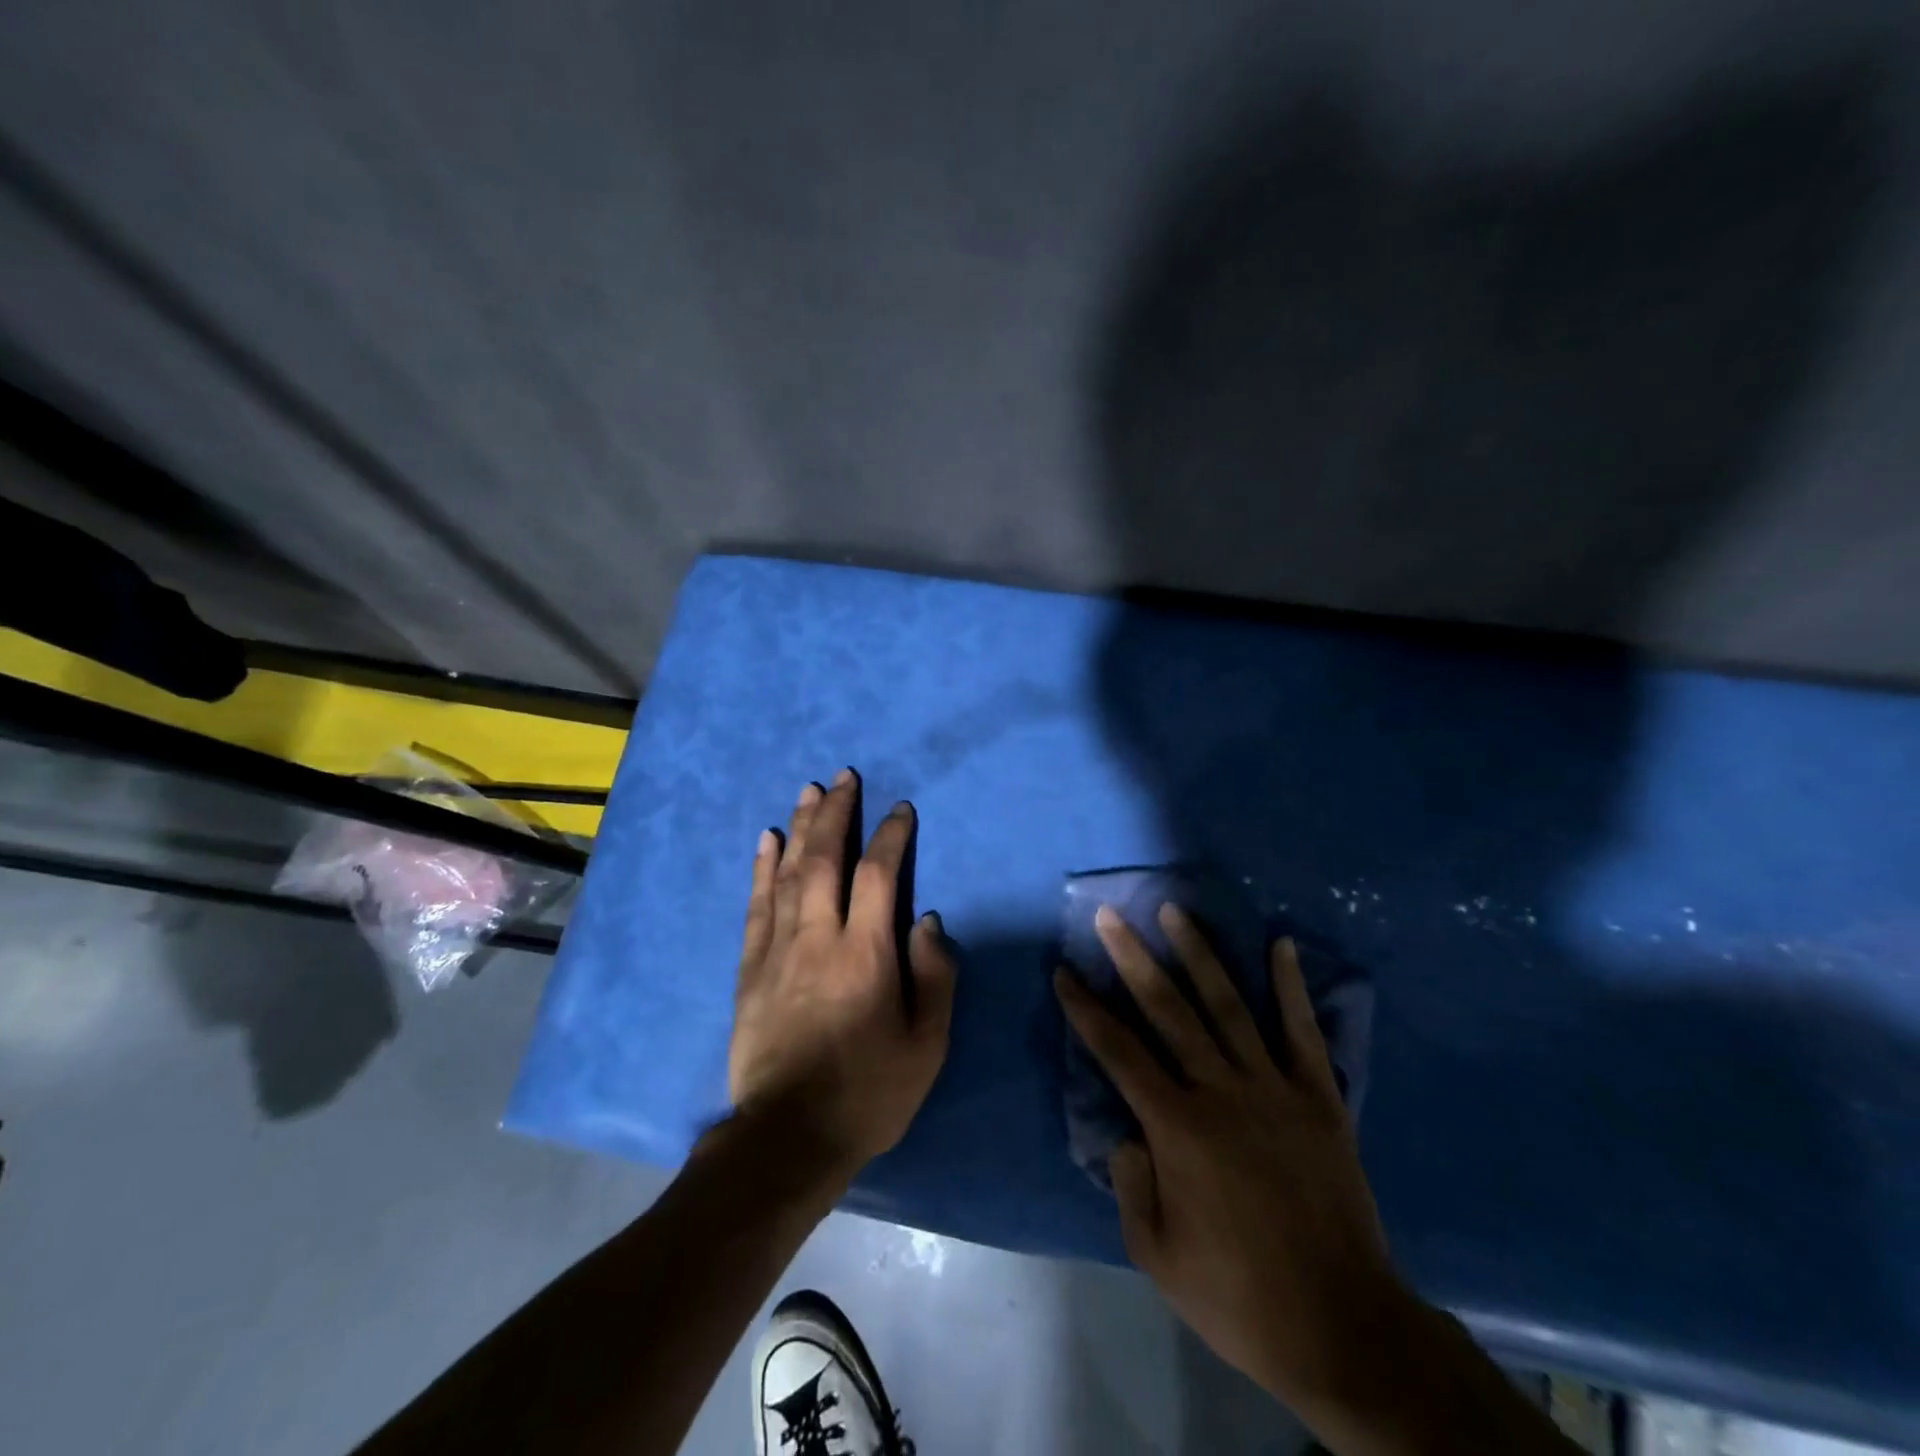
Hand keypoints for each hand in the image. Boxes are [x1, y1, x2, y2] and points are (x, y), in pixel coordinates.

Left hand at [729, 769, 955, 1187]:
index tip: (900, 810)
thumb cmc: (869, 1092)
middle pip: (825, 859)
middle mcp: (818, 938)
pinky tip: (766, 840)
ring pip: (789, 873)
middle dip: (837, 813)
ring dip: (800, 828)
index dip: (890, 836)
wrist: (788, 1138)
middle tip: (844, 778)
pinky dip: (762, 868)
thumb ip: (934, 976)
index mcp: (866, 954)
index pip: (878, 875)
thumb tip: (926, 920)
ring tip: (808, 791)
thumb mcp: (926, 1045)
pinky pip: (756, 906)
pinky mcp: (749, 969)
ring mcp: (778, 950)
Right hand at [1054, 904, 1400, 1409]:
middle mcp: (1221, 1091)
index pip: (1118, 1052)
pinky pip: (1303, 1032)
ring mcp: (1274, 1088)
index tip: (1064, 972)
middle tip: (1110, 916)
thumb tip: (1124, 1130)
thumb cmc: (1238, 1295)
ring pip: (1228, 1006)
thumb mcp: (1156, 1253)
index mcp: (1176, 1127)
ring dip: (1199, 954)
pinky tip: (1280, 945)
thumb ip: (1130, 1183)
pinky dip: (1291, 987)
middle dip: (1132, 959)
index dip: (1086, 1009)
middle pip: (1167, 1010)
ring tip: (1175, 912)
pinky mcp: (1319, 1098)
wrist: (1342, 1326)